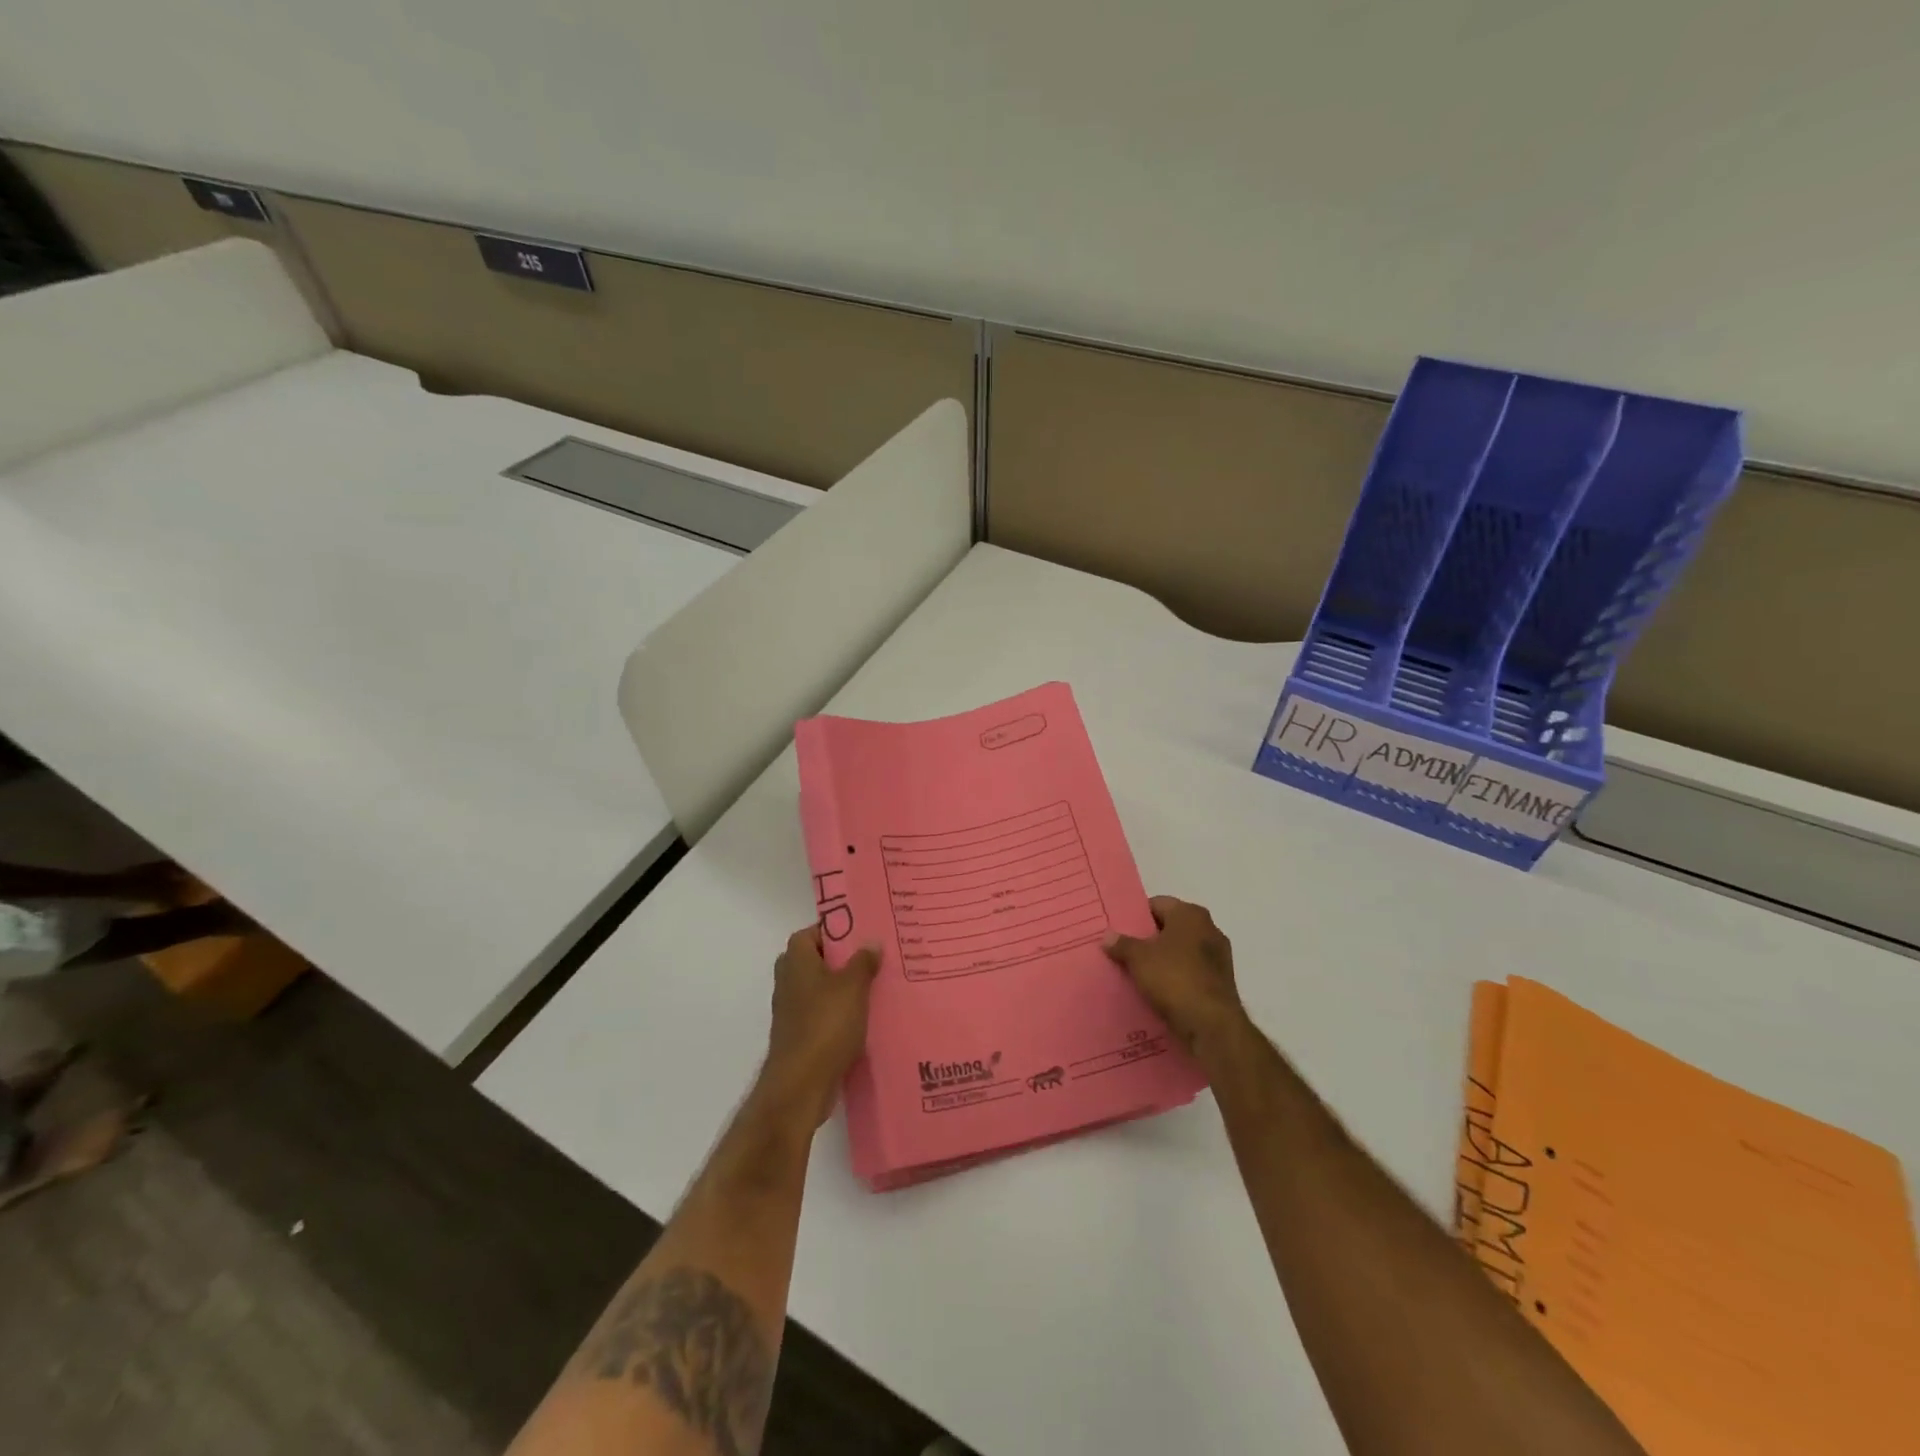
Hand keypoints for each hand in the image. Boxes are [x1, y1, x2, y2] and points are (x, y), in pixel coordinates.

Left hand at [760, 925, 880, 1127]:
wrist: (801, 1084)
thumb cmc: (826, 1025)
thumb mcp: (853, 987)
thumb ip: (863, 961)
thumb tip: (871, 942)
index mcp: (796, 960)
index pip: (813, 932)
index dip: (836, 930)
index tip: (863, 932)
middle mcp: (789, 980)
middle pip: (817, 960)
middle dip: (844, 959)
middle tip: (875, 957)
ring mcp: (792, 1009)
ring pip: (822, 988)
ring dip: (844, 987)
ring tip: (877, 984)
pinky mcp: (800, 1034)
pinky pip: (823, 1012)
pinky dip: (840, 1012)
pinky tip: (866, 1017)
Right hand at [1105, 897, 1248, 1055]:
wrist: (1212, 1025)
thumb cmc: (1174, 978)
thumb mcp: (1138, 958)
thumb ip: (1122, 944)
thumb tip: (1108, 936)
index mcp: (1190, 914)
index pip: (1157, 904)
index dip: (1136, 916)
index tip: (1119, 930)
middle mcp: (1209, 929)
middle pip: (1170, 928)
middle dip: (1148, 939)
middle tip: (1123, 951)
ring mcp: (1218, 957)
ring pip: (1181, 952)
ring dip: (1162, 961)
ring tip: (1137, 973)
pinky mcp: (1220, 983)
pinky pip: (1190, 974)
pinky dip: (1176, 979)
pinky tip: (1157, 992)